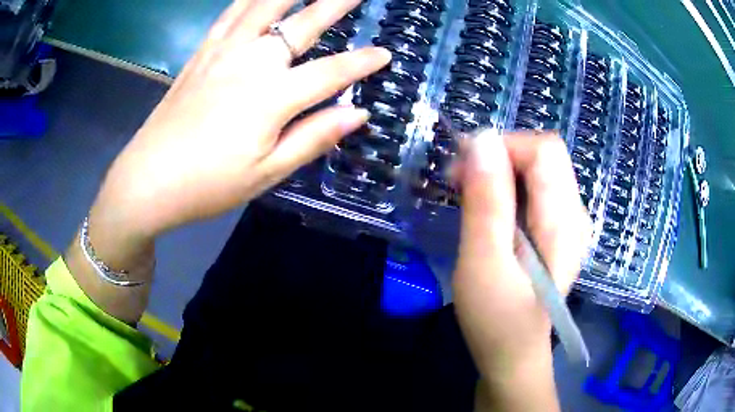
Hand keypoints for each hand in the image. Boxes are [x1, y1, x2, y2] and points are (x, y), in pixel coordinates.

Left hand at [93, 0, 390, 239]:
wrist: (148, 181)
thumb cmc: (208, 185)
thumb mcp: (267, 173)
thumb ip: (314, 138)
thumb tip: (357, 114)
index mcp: (272, 97)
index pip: (331, 72)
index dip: (362, 63)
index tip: (384, 54)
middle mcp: (250, 63)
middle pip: (302, 24)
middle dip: (335, 4)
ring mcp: (222, 53)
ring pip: (263, 7)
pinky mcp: (200, 55)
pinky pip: (229, 15)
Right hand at [452, 131, 590, 409]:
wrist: (513, 356)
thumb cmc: (497, 321)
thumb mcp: (484, 264)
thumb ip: (486, 203)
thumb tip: (482, 141)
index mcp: (564, 221)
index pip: (544, 149)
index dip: (503, 147)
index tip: (463, 169)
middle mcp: (575, 213)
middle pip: (543, 156)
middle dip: (498, 159)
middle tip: (459, 185)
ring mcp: (569, 222)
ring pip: (537, 171)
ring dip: (500, 174)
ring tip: (469, 200)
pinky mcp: (557, 231)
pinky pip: (535, 190)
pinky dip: (507, 189)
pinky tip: (488, 213)